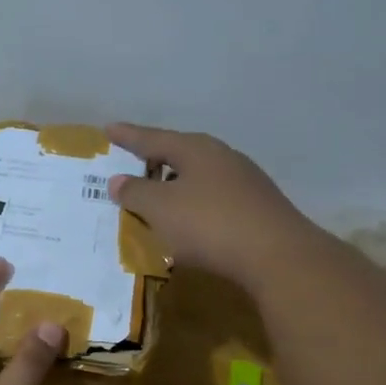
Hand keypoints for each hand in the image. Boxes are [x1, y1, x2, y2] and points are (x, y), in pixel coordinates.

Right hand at [105, 123, 317, 289]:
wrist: (277, 256)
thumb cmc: (209, 225)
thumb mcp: (161, 209)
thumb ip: (136, 193)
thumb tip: (118, 180)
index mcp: (196, 149)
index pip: (153, 138)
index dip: (129, 136)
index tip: (108, 129)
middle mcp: (222, 157)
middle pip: (180, 154)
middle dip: (155, 159)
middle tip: (132, 163)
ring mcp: (244, 182)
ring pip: (199, 177)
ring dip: (175, 185)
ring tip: (157, 195)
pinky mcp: (256, 208)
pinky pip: (214, 199)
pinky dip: (194, 205)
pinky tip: (189, 221)